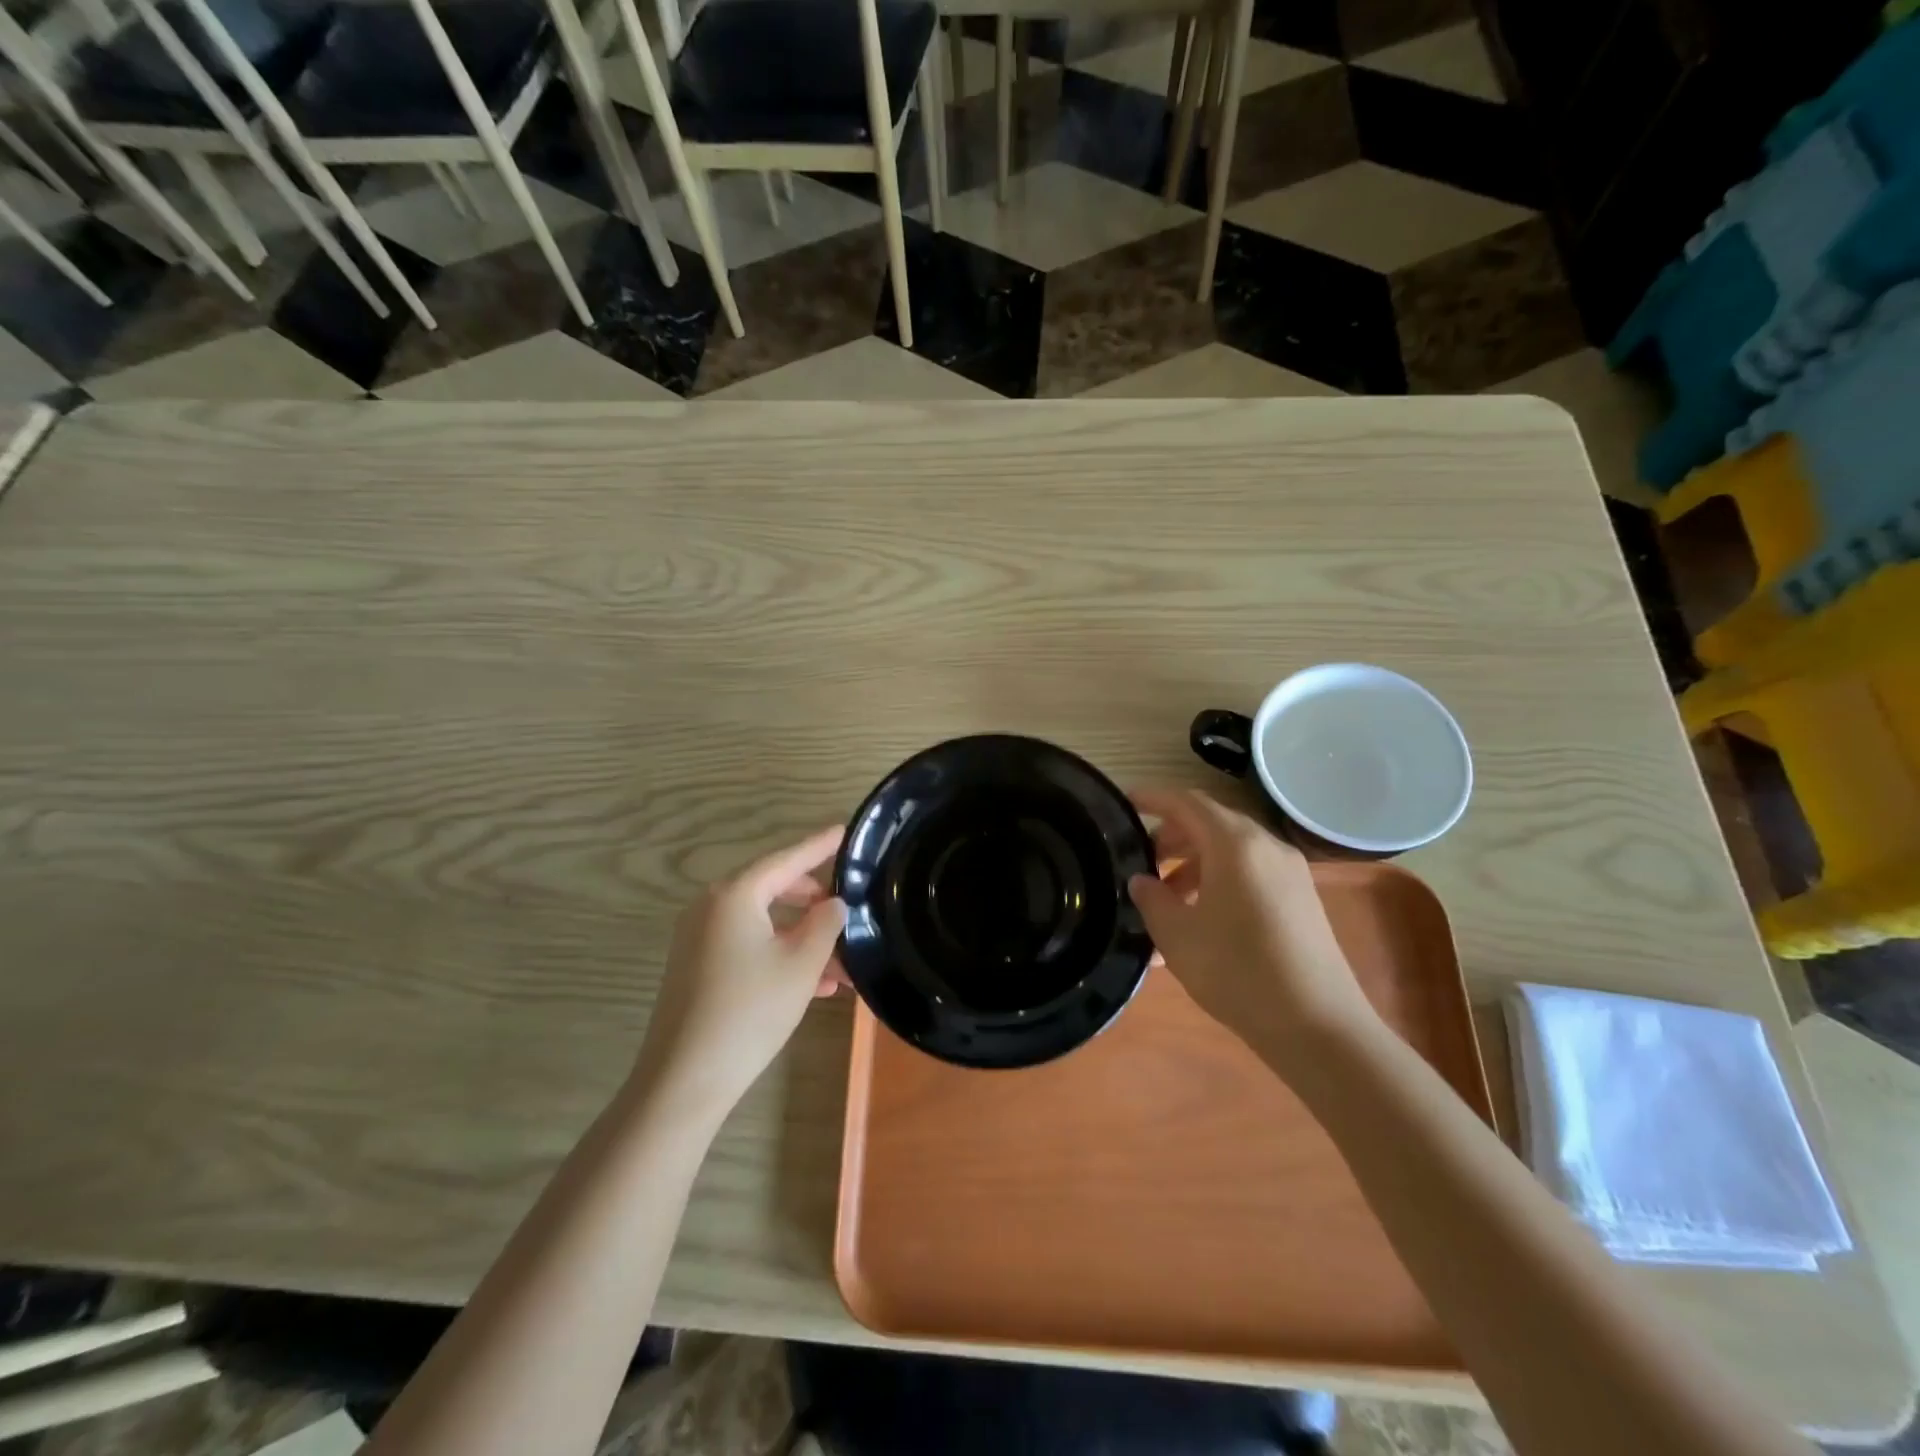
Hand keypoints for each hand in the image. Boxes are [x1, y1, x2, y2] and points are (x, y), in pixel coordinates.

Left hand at [632, 826, 847, 1118]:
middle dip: (814, 900)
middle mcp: (711, 907)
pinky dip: (780, 955)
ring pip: (764, 923)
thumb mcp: (801, 964)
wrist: (684, 1080)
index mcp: (734, 895)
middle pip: (773, 888)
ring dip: (803, 938)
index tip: (846, 830)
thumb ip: (824, 924)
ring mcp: (700, 938)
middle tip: (847, 906)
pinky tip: (816, 985)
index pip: (786, 858)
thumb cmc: (749, 1012)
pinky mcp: (698, 967)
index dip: (819, 846)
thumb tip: (833, 904)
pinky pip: (748, 946)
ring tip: (844, 964)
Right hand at [1129, 789, 1377, 1059]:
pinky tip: (1200, 920)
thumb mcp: (1178, 936)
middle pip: (1210, 823)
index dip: (1153, 798)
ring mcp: (1289, 872)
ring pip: (1230, 850)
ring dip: (1194, 864)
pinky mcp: (1301, 899)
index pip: (1186, 802)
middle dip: (1172, 837)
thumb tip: (1142, 881)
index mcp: (1234, 844)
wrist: (1318, 1027)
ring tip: (1166, 900)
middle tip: (1140, 861)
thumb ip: (1152, 899)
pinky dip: (1219, 881)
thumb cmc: (1238, 972)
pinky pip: (1250, 873)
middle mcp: (1266, 846)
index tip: (1125, 802)